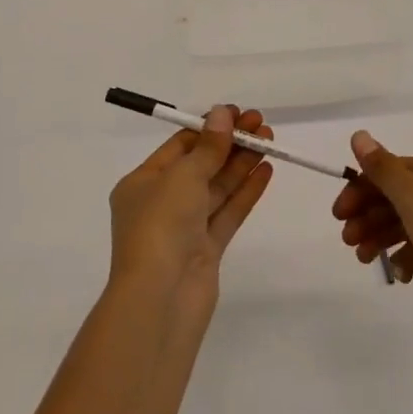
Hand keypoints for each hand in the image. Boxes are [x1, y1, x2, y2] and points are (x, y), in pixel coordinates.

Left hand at [107, 105, 273, 315]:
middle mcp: (161, 203)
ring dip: (242, 164)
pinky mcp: (205, 251)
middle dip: (230, 144)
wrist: (160, 300)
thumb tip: (222, 114)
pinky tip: (266, 171)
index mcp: (142, 183)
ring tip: (269, 142)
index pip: (179, 146)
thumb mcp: (183, 176)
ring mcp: (184, 229)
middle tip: (260, 124)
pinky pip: (227, 213)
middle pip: (201, 165)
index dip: (209, 128)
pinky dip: (246, 192)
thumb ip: (208, 146)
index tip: (237, 113)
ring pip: (217, 188)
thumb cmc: (161, 226)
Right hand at [332, 132, 412, 349]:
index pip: (386, 170)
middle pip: (393, 196)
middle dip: (366, 215)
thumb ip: (384, 169)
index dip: (359, 189)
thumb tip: (359, 135)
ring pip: (403, 223)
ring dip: (378, 236)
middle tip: (347, 241)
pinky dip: (404, 258)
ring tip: (364, 258)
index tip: (338, 215)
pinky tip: (399, 274)